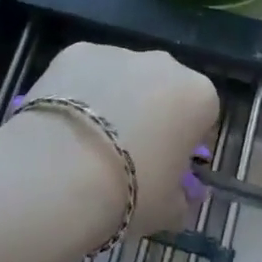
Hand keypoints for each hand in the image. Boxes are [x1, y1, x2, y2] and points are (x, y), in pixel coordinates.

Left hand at [24, 42, 218, 236]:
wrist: (58, 173)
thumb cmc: (129, 193)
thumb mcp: (169, 211)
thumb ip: (181, 197)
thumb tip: (178, 195)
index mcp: (198, 96)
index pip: (203, 115)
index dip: (187, 141)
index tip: (169, 166)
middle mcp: (163, 63)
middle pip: (164, 88)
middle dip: (152, 113)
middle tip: (128, 154)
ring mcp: (118, 52)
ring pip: (123, 76)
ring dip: (114, 99)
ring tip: (88, 142)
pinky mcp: (75, 51)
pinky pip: (85, 73)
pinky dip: (78, 92)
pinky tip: (63, 125)